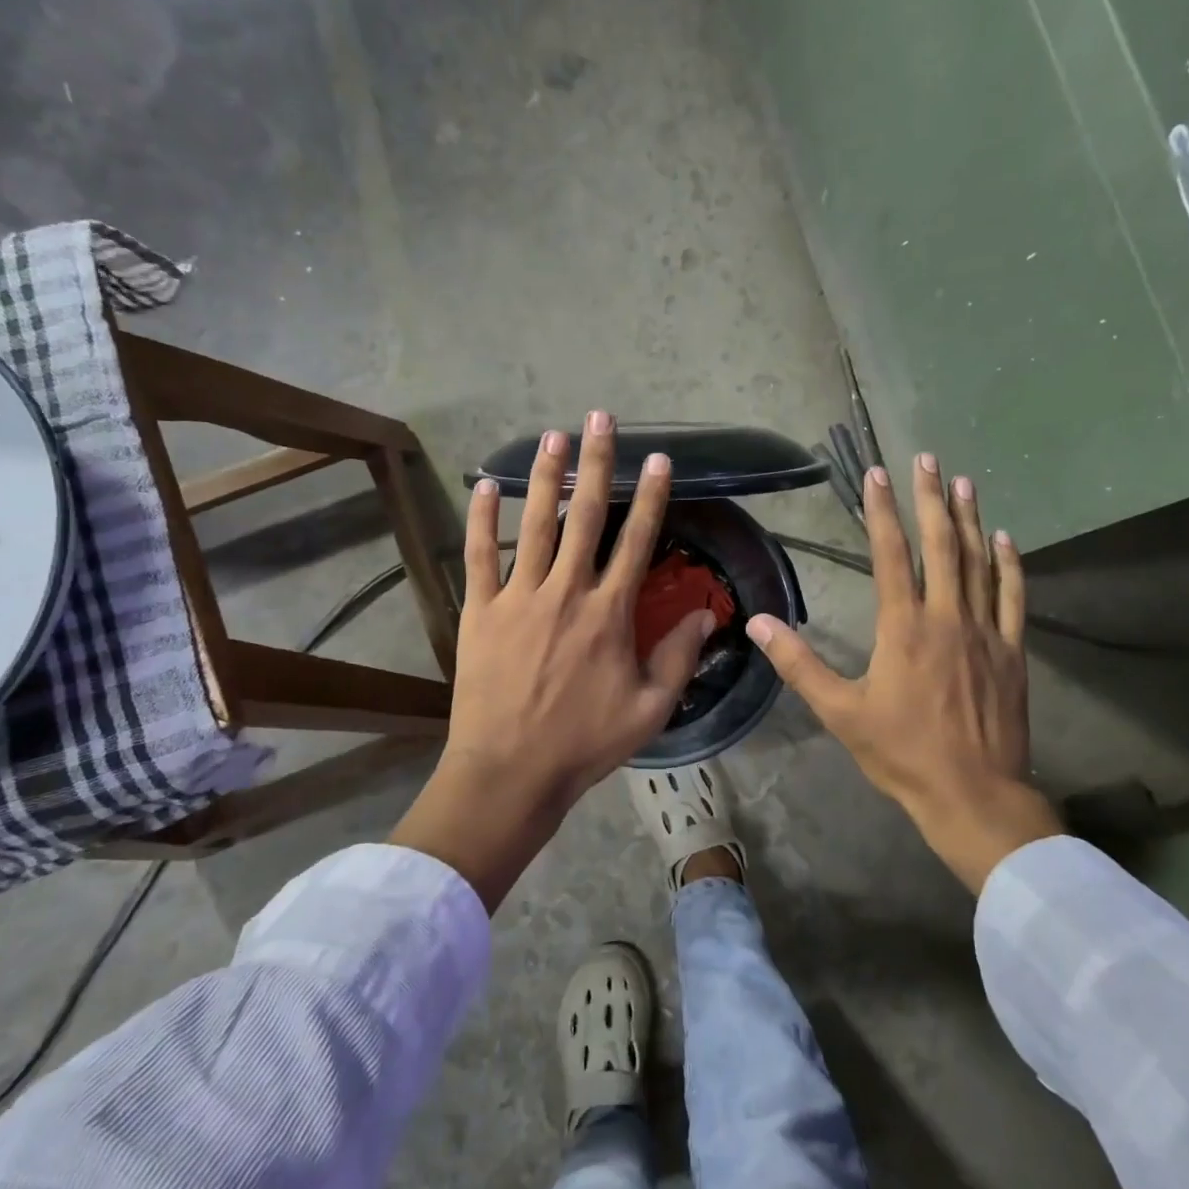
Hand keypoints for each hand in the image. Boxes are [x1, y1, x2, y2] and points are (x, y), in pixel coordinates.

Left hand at [390, 412, 712, 909]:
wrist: (511, 771)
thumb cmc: (585, 743)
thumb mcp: (650, 709)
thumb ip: (680, 657)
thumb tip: (709, 614)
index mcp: (609, 613)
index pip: (637, 541)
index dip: (651, 497)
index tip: (659, 460)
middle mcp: (566, 592)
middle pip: (585, 516)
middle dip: (597, 463)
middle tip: (600, 418)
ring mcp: (518, 597)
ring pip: (534, 524)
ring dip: (545, 476)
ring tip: (552, 435)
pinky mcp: (480, 611)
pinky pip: (478, 556)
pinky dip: (481, 519)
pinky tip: (484, 485)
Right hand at [746, 455, 1061, 893]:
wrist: (973, 794)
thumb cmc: (902, 753)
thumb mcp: (840, 712)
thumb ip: (799, 664)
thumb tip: (758, 624)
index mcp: (903, 628)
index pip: (892, 555)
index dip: (883, 512)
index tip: (878, 475)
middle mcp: (947, 618)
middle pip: (941, 545)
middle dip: (931, 499)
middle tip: (927, 459)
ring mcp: (985, 632)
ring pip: (978, 563)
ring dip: (970, 520)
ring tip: (963, 482)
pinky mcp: (1012, 652)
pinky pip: (1013, 598)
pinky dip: (1010, 565)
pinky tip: (1006, 540)